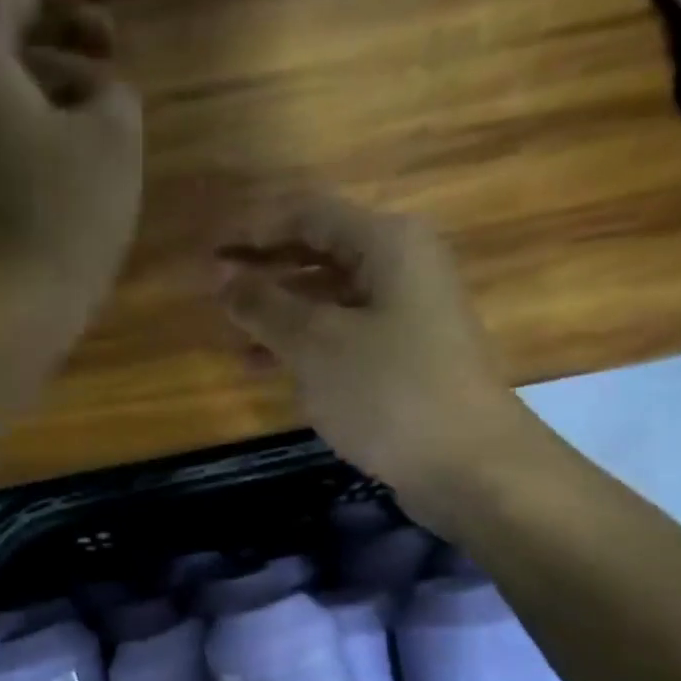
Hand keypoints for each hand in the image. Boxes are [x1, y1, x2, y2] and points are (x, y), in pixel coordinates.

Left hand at [0, 0, 144, 298]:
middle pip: (5, 25)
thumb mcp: (114, 139)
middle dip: (67, 23)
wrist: (4, 313)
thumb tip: (101, 96)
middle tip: (117, 42)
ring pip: (1, 79)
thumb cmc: (62, 217)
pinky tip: (77, 144)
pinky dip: (37, 116)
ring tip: (107, 98)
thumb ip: (115, 92)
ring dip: (56, 74)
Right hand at [217, 194, 524, 500]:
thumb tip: (221, 276)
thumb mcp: (316, 345)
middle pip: (320, 251)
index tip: (208, 252)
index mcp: (387, 243)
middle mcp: (402, 266)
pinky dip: (307, 344)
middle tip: (214, 294)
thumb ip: (264, 306)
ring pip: (330, 298)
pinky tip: (271, 367)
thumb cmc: (390, 391)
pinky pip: (345, 333)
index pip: (307, 214)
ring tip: (234, 338)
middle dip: (265, 271)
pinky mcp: (407, 356)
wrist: (471, 466)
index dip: (253, 228)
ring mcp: (408, 313)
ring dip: (281, 313)